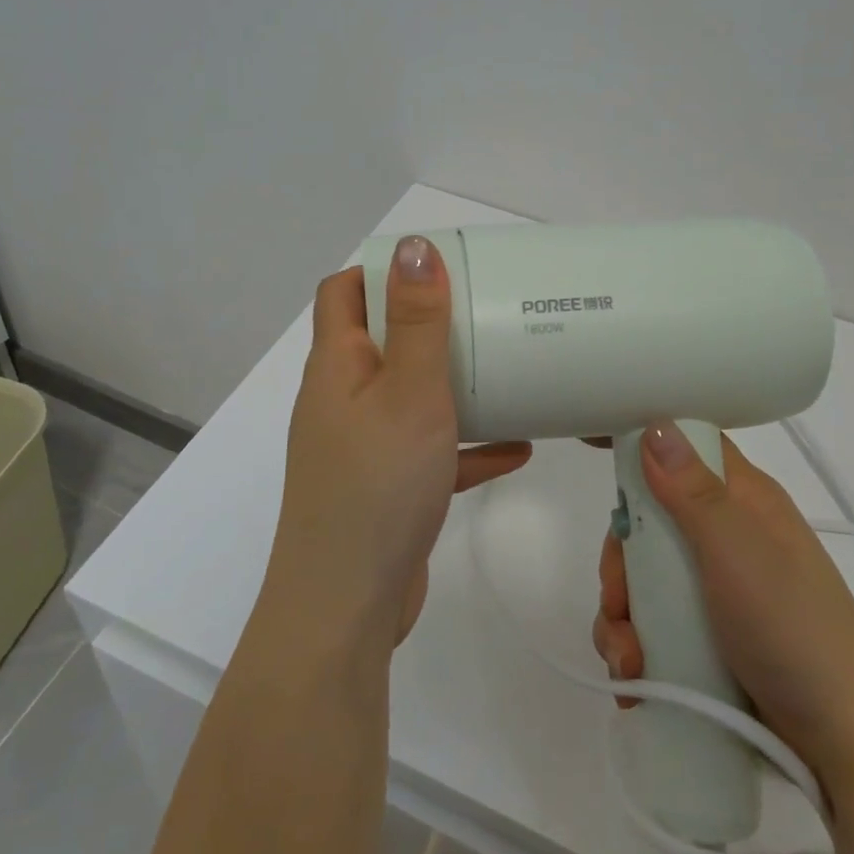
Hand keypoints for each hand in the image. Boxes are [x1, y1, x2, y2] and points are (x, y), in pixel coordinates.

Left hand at [262, 237, 532, 654]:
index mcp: (336, 366)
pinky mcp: (387, 488)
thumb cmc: (377, 486)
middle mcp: (342, 400)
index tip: (438, 267)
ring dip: (453, 383)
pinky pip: (430, 451)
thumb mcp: (407, 392)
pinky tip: (517, 448)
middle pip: (381, 340)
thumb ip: (416, 321)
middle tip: (488, 311)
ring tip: (507, 369)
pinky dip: (465, 444)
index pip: (343, 292)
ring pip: (410, 396)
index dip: (382, 270)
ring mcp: (363, 447)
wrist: (348, 608)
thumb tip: (414, 246)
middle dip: (430, 323)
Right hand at [593, 423, 853, 776]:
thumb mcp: (738, 552)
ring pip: (641, 579)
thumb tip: (655, 424)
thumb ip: (693, 491)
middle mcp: (723, 536)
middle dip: (619, 564)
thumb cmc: (793, 629)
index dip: (641, 443)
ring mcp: (712, 589)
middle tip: (619, 602)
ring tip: (630, 663)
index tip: (591, 448)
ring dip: (621, 618)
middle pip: (646, 522)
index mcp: (739, 501)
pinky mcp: (704, 637)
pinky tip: (635, 679)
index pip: (684, 449)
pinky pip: (649, 625)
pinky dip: (633, 648)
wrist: (845, 741)